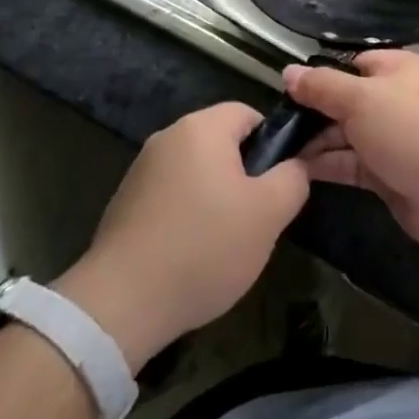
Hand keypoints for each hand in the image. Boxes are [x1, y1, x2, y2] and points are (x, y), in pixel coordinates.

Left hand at [55, 102, 308, 369]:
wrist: (121, 303)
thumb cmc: (204, 247)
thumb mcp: (269, 214)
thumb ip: (293, 179)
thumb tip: (297, 165)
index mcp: (202, 127)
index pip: (249, 114)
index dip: (272, 144)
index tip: (278, 185)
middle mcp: (169, 136)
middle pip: (221, 143)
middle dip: (244, 175)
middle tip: (256, 218)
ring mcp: (141, 170)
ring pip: (196, 172)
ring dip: (215, 198)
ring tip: (224, 243)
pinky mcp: (124, 202)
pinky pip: (170, 196)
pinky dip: (186, 216)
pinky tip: (190, 255)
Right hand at [285, 50, 418, 253]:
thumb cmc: (409, 129)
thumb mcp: (360, 99)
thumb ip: (321, 87)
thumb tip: (288, 72)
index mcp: (395, 69)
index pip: (350, 64)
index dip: (319, 76)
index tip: (285, 91)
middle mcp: (392, 99)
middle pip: (344, 101)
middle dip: (311, 113)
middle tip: (272, 126)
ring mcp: (390, 138)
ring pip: (344, 135)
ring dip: (313, 142)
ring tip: (274, 151)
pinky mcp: (386, 174)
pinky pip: (349, 164)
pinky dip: (325, 165)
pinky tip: (293, 170)